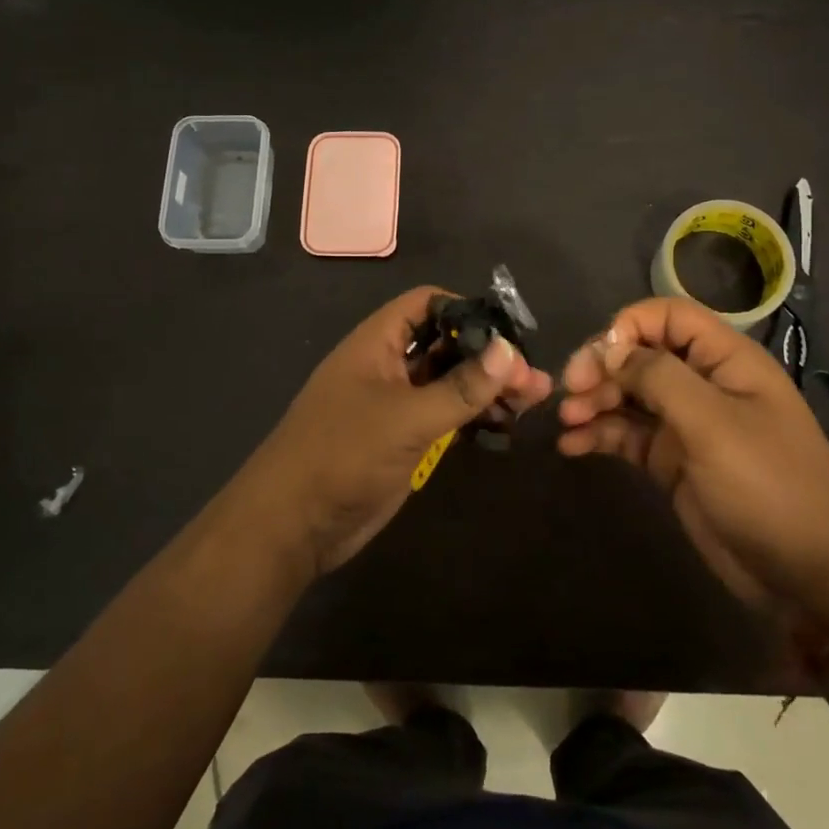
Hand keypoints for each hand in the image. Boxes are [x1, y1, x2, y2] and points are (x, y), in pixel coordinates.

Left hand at [241, 287, 553, 576]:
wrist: (294, 524)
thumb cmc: (344, 454)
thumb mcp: (406, 417)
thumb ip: (460, 387)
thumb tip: (509, 352)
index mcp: (378, 343)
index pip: (426, 304)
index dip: (466, 310)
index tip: (507, 333)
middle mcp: (388, 365)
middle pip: (445, 345)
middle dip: (488, 357)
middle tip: (534, 378)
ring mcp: (395, 404)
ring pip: (449, 383)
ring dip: (487, 389)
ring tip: (534, 401)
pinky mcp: (402, 439)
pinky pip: (444, 416)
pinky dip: (473, 417)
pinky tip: (506, 426)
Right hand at [559, 297, 828, 616]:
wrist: (808, 576)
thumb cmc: (768, 486)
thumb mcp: (713, 424)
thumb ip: (658, 377)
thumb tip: (608, 350)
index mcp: (726, 360)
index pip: (668, 316)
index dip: (628, 327)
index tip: (597, 358)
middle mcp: (704, 383)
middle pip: (640, 355)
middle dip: (602, 368)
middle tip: (570, 393)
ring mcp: (686, 423)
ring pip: (628, 395)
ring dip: (594, 401)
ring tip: (567, 422)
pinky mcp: (671, 460)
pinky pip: (627, 434)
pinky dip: (599, 435)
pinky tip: (572, 446)